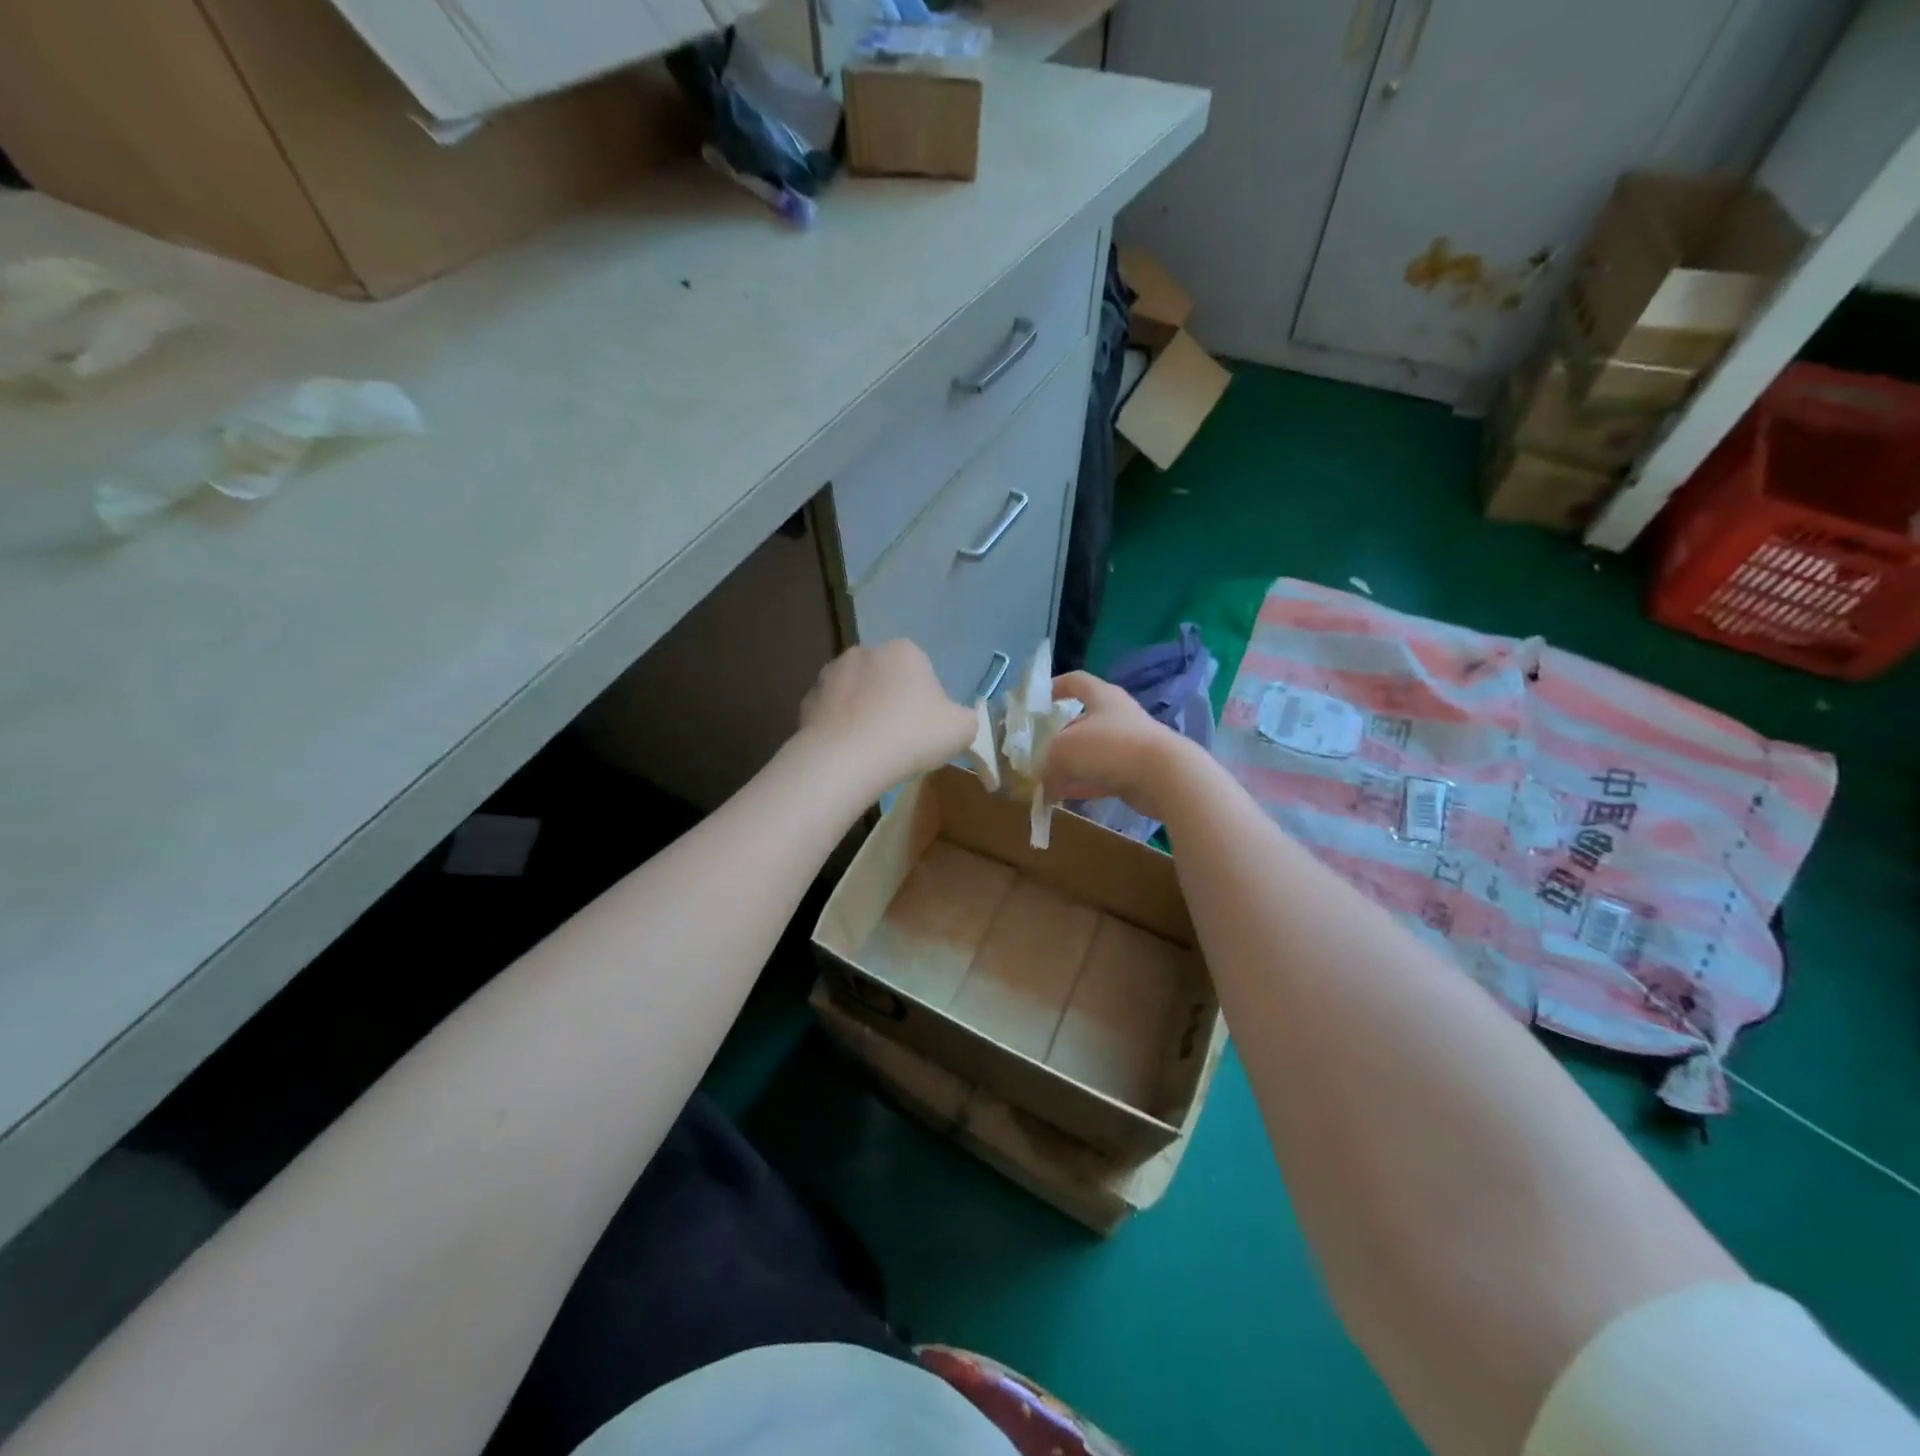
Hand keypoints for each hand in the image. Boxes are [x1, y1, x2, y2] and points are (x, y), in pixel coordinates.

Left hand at [799, 640, 978, 787]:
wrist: (847, 759)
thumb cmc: (911, 736)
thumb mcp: (962, 729)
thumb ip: (967, 717)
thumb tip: (956, 717)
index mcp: (904, 650)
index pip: (922, 670)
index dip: (927, 700)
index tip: (925, 728)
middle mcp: (864, 651)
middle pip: (886, 678)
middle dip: (892, 701)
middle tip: (900, 739)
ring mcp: (830, 674)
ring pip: (856, 693)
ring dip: (863, 711)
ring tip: (871, 748)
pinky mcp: (807, 700)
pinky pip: (831, 713)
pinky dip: (839, 727)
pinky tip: (847, 752)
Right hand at [1043, 670, 1193, 821]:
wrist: (1163, 775)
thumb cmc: (1109, 746)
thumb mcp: (1063, 750)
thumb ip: (1048, 763)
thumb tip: (1046, 782)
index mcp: (1102, 697)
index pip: (1076, 681)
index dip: (1056, 686)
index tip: (1039, 701)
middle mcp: (1117, 717)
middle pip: (1081, 722)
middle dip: (1058, 739)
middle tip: (1038, 755)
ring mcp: (1128, 745)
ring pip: (1091, 753)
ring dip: (1070, 766)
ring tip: (1047, 781)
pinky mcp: (1135, 772)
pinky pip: (1102, 776)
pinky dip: (1083, 785)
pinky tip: (1065, 798)